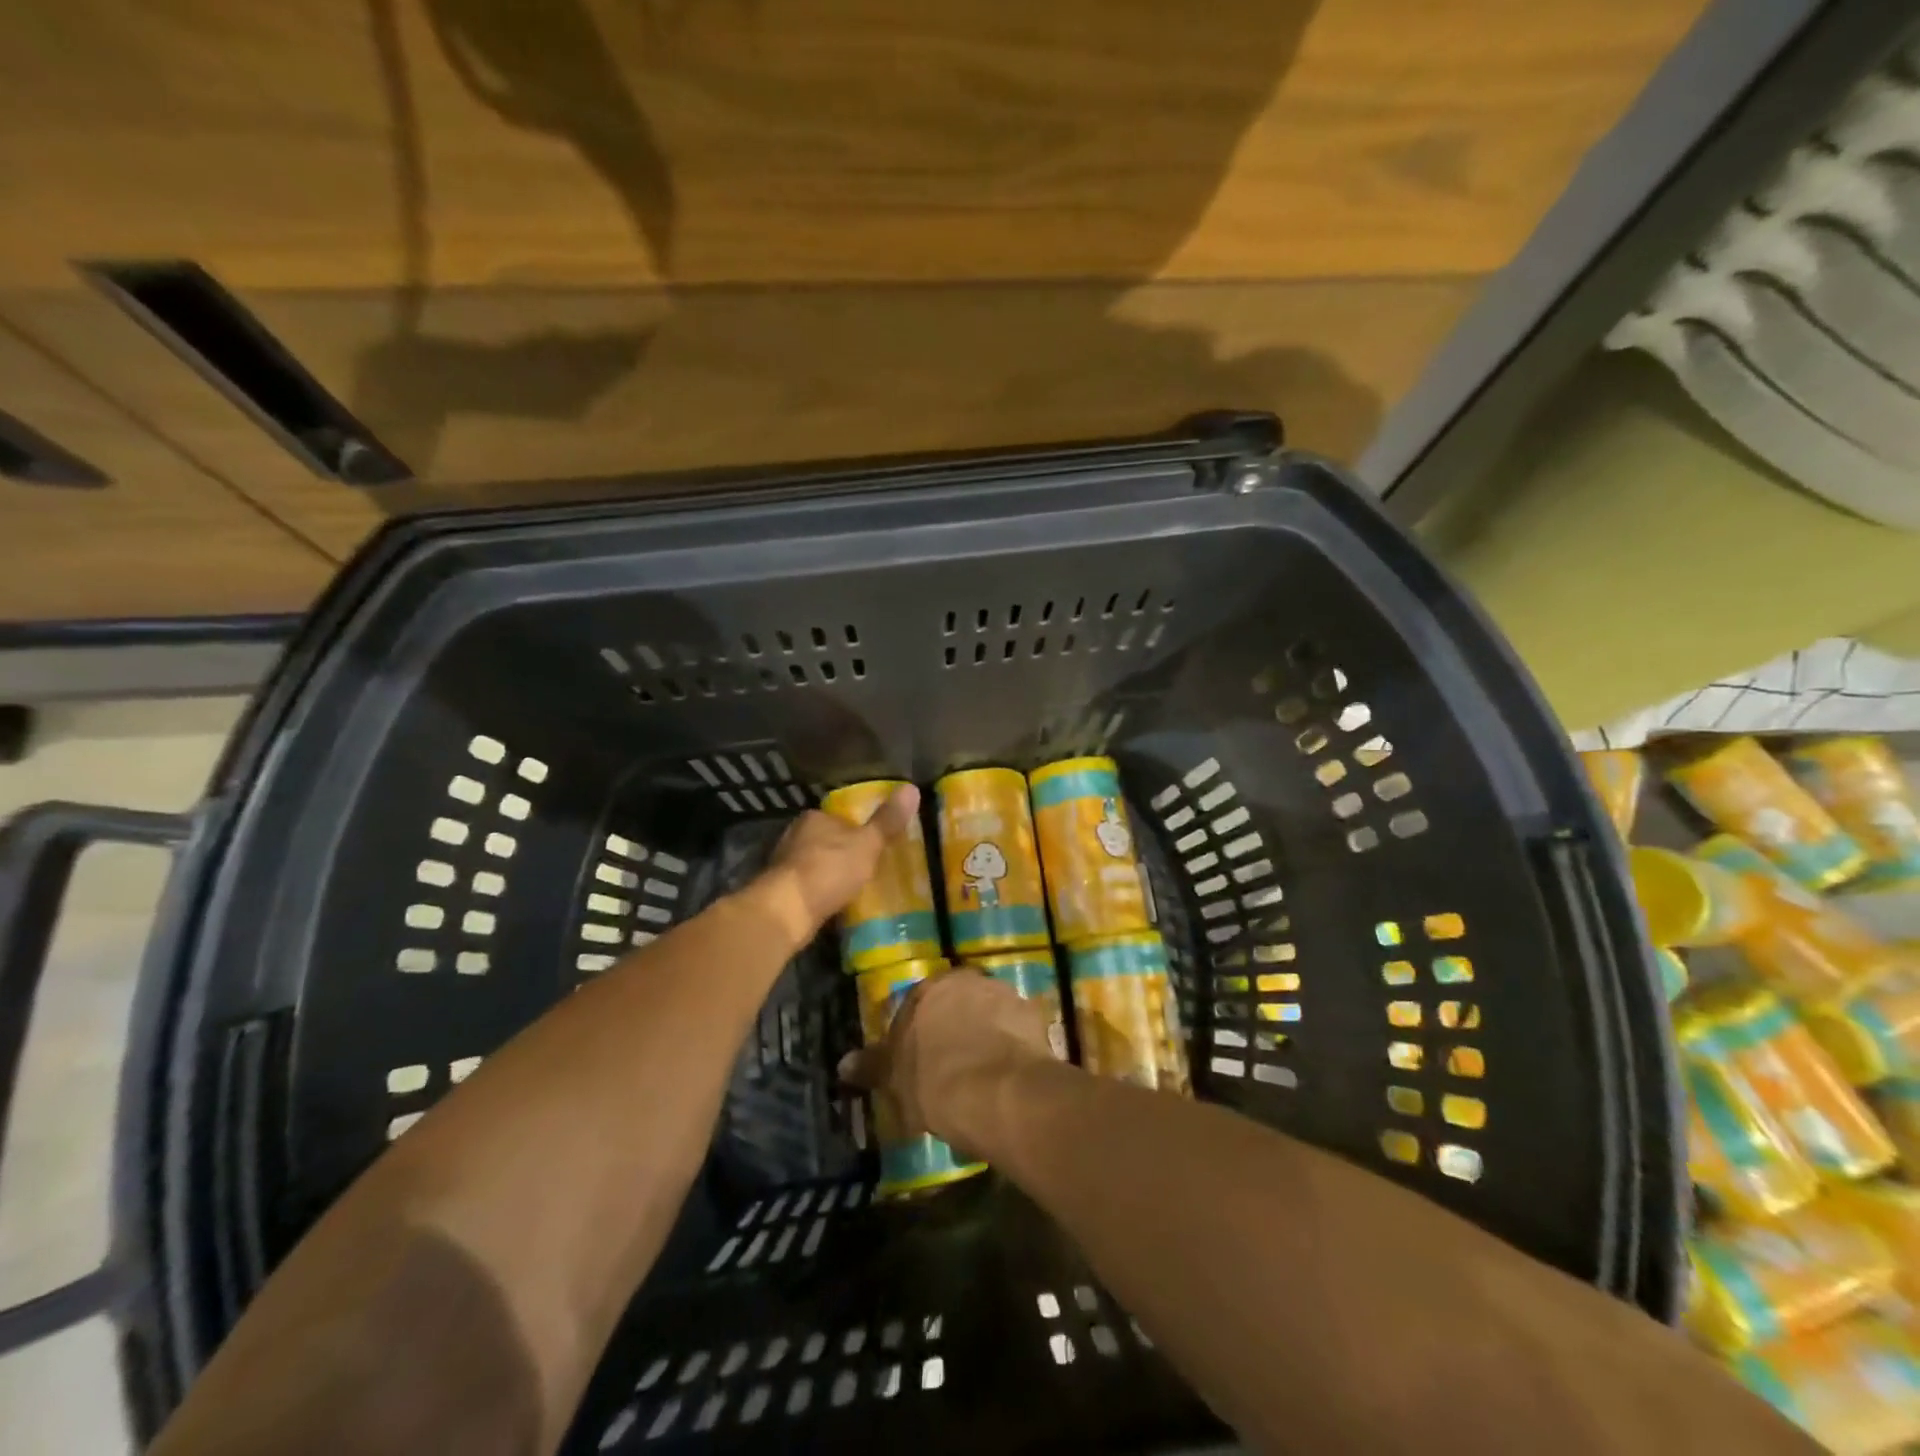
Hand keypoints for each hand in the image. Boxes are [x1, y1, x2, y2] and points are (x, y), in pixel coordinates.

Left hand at [750, 784, 920, 944]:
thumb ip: (887, 820)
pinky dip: (820, 892)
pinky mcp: (780, 890)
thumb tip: (912, 788)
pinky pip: (808, 886)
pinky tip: (834, 903)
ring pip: (815, 863)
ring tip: (854, 887)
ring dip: (830, 873)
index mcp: (815, 817)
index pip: (840, 817)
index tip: (873, 843)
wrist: (788, 911)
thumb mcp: (867, 843)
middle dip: (843, 852)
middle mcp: (795, 835)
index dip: (858, 829)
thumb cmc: (829, 869)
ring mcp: (784, 864)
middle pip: (826, 840)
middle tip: (868, 866)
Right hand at [838, 970, 1055, 1152]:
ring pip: (988, 1012)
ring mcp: (1004, 994)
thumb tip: (844, 1063)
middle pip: (956, 1003)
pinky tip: (1008, 1074)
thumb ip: (872, 1066)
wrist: (1000, 1092)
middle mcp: (966, 980)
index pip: (916, 1005)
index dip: (917, 1035)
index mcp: (927, 989)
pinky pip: (1017, 1029)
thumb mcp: (895, 1080)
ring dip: (986, 1033)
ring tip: (984, 1073)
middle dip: (953, 1028)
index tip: (919, 1063)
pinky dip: (1012, 1045)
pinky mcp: (1035, 1015)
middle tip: (951, 1066)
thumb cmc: (936, 1083)